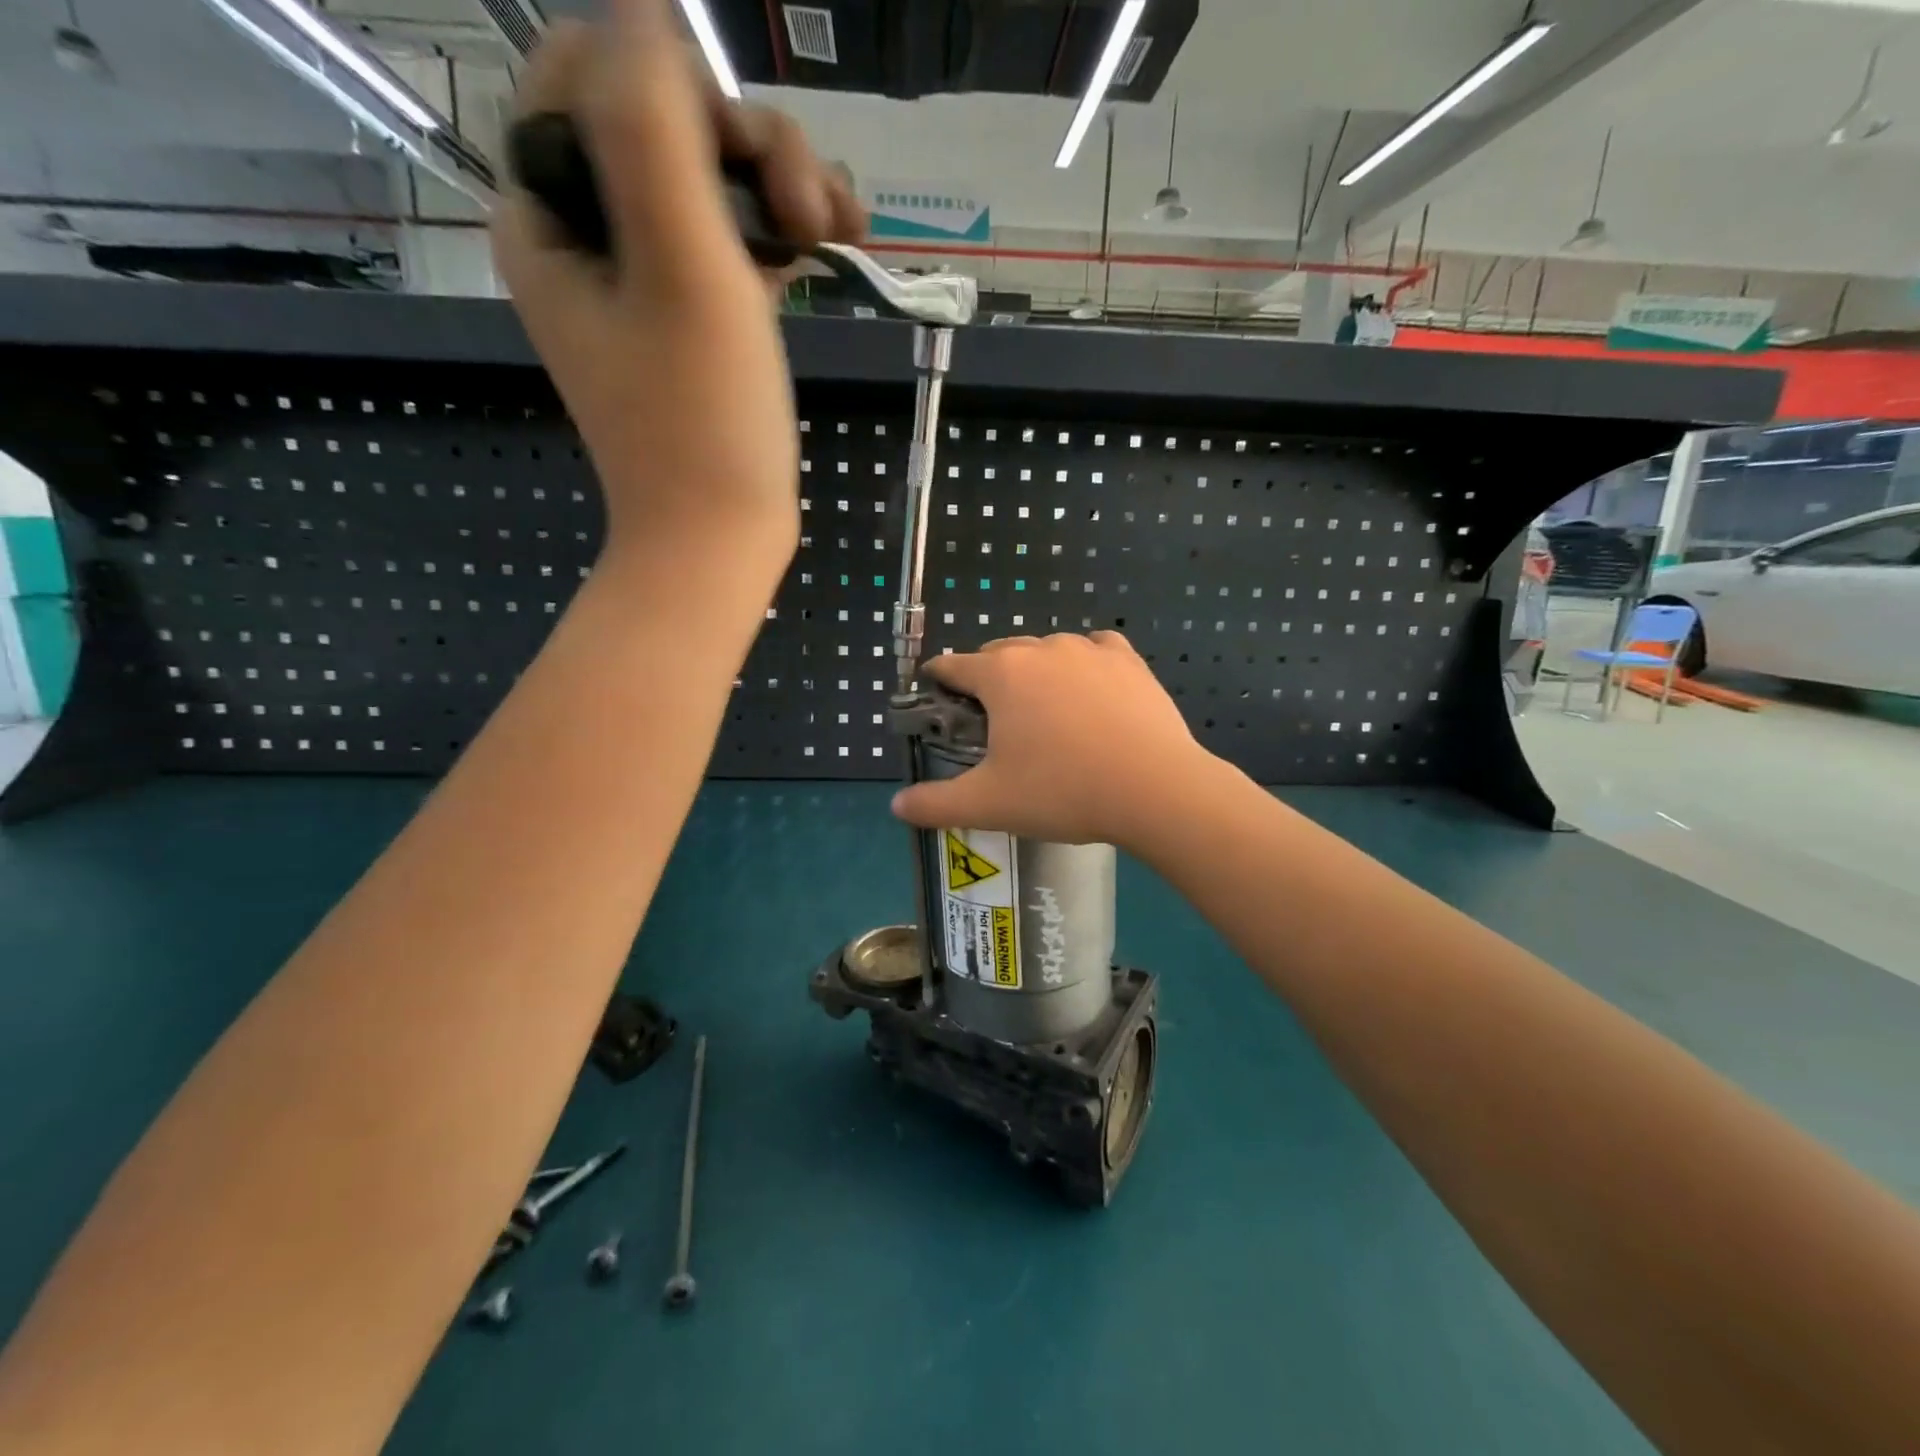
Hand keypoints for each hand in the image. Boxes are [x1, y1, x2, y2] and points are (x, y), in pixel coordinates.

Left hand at [493, 0, 863, 569]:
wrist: (722, 541)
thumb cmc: (703, 421)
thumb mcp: (682, 262)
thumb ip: (655, 120)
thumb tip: (646, 7)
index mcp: (547, 211)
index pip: (587, 69)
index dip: (676, 85)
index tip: (742, 165)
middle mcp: (588, 234)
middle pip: (663, 120)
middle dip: (748, 143)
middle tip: (811, 213)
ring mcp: (648, 279)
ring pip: (714, 179)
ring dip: (784, 183)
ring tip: (840, 233)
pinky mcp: (698, 318)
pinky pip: (737, 241)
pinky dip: (787, 232)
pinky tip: (839, 246)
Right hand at [890, 633, 1218, 850]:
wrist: (1154, 789)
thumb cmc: (1062, 792)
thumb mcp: (989, 804)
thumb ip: (935, 803)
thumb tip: (896, 806)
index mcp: (1001, 675)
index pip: (953, 665)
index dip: (939, 681)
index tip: (937, 697)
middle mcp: (1041, 649)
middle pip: (1000, 654)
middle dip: (989, 679)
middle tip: (994, 721)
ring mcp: (1089, 650)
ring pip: (1048, 651)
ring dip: (1037, 673)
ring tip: (1046, 712)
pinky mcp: (1130, 660)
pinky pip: (1096, 650)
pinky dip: (1085, 665)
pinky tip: (1091, 690)